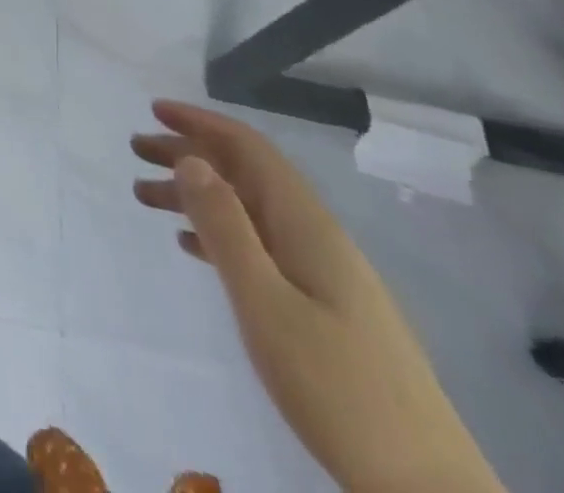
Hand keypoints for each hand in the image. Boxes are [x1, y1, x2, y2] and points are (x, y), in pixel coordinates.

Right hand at [133, 101, 503, 492]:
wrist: (428, 490)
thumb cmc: (337, 389)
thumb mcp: (266, 303)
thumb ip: (225, 227)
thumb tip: (190, 159)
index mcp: (306, 225)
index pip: (249, 148)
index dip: (200, 122)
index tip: (154, 108)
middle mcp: (316, 237)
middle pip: (245, 174)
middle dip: (188, 153)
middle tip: (135, 150)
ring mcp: (325, 275)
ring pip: (248, 211)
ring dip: (197, 196)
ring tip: (145, 196)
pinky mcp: (326, 311)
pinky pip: (260, 247)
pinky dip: (219, 234)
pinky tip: (191, 247)